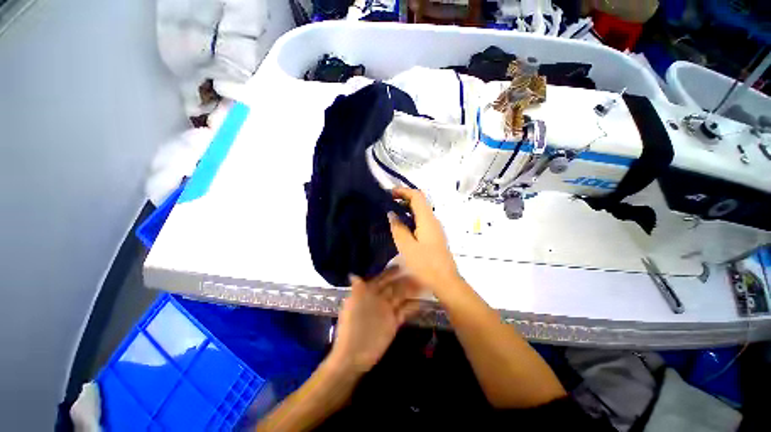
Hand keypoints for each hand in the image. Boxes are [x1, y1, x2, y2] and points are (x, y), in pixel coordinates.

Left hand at [328, 267, 419, 374]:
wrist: (353, 355)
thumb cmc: (351, 327)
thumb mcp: (352, 305)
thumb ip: (357, 290)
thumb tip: (354, 274)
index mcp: (368, 293)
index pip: (381, 279)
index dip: (390, 273)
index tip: (401, 266)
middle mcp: (379, 299)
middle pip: (394, 287)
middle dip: (404, 280)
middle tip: (418, 273)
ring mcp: (387, 311)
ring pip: (401, 297)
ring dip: (411, 291)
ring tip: (424, 284)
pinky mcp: (394, 323)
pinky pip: (405, 311)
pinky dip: (413, 307)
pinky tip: (422, 301)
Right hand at [388, 187, 461, 295]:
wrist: (445, 281)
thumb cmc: (426, 265)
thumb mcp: (407, 247)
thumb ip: (398, 228)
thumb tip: (392, 213)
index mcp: (427, 219)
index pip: (417, 196)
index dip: (403, 191)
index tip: (389, 194)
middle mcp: (433, 220)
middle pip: (419, 202)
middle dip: (403, 198)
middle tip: (387, 203)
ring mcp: (435, 228)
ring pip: (420, 211)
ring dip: (406, 209)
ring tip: (391, 213)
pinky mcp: (434, 236)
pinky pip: (421, 221)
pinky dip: (410, 218)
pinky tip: (402, 227)